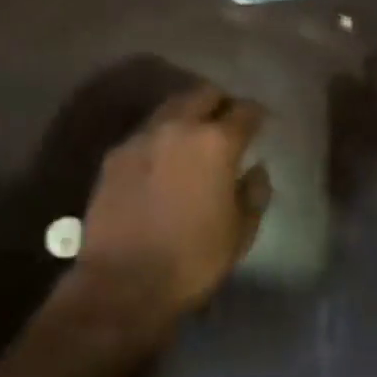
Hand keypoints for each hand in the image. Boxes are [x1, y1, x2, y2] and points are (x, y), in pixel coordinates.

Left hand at [73, 83, 271, 326]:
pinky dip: (160, 136)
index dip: (256, 114)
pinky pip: (145, 132)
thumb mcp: (240, 233)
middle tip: (227, 120)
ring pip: (171, 107)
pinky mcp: (115, 153)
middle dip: (220, 102)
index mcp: (216, 143)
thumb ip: (254, 193)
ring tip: (193, 135)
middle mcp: (179, 126)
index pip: (245, 111)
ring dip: (188, 114)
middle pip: (204, 94)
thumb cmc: (193, 260)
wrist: (122, 282)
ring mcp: (142, 136)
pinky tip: (162, 158)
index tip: (261, 122)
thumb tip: (255, 169)